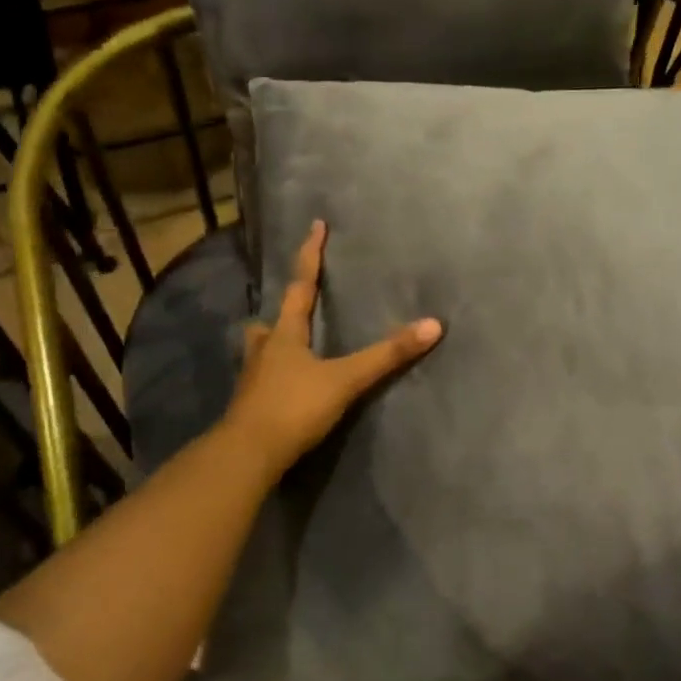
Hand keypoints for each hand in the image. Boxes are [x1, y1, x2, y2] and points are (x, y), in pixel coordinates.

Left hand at [222, 220, 442, 473]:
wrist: (247, 455)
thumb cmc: (294, 407)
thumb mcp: (345, 379)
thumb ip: (386, 355)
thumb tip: (433, 325)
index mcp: (285, 334)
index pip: (301, 286)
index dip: (310, 255)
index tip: (316, 226)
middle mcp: (264, 351)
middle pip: (270, 321)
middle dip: (281, 312)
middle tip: (292, 307)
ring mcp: (253, 380)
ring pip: (260, 351)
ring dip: (272, 343)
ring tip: (286, 345)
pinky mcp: (250, 407)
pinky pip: (262, 381)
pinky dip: (273, 376)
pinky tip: (284, 387)